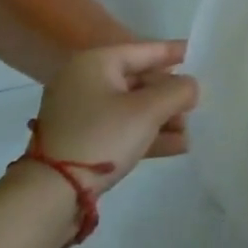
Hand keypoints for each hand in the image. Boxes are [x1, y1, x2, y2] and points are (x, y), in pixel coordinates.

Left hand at [33, 40, 199, 195]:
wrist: (48, 196)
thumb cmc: (101, 137)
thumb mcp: (147, 111)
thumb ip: (177, 91)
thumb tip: (191, 86)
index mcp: (95, 63)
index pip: (144, 50)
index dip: (174, 52)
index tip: (198, 53)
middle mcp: (85, 82)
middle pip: (139, 81)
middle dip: (170, 95)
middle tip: (197, 102)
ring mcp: (80, 114)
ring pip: (131, 108)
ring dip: (162, 118)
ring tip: (191, 129)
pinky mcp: (80, 142)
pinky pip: (121, 129)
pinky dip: (146, 134)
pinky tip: (178, 146)